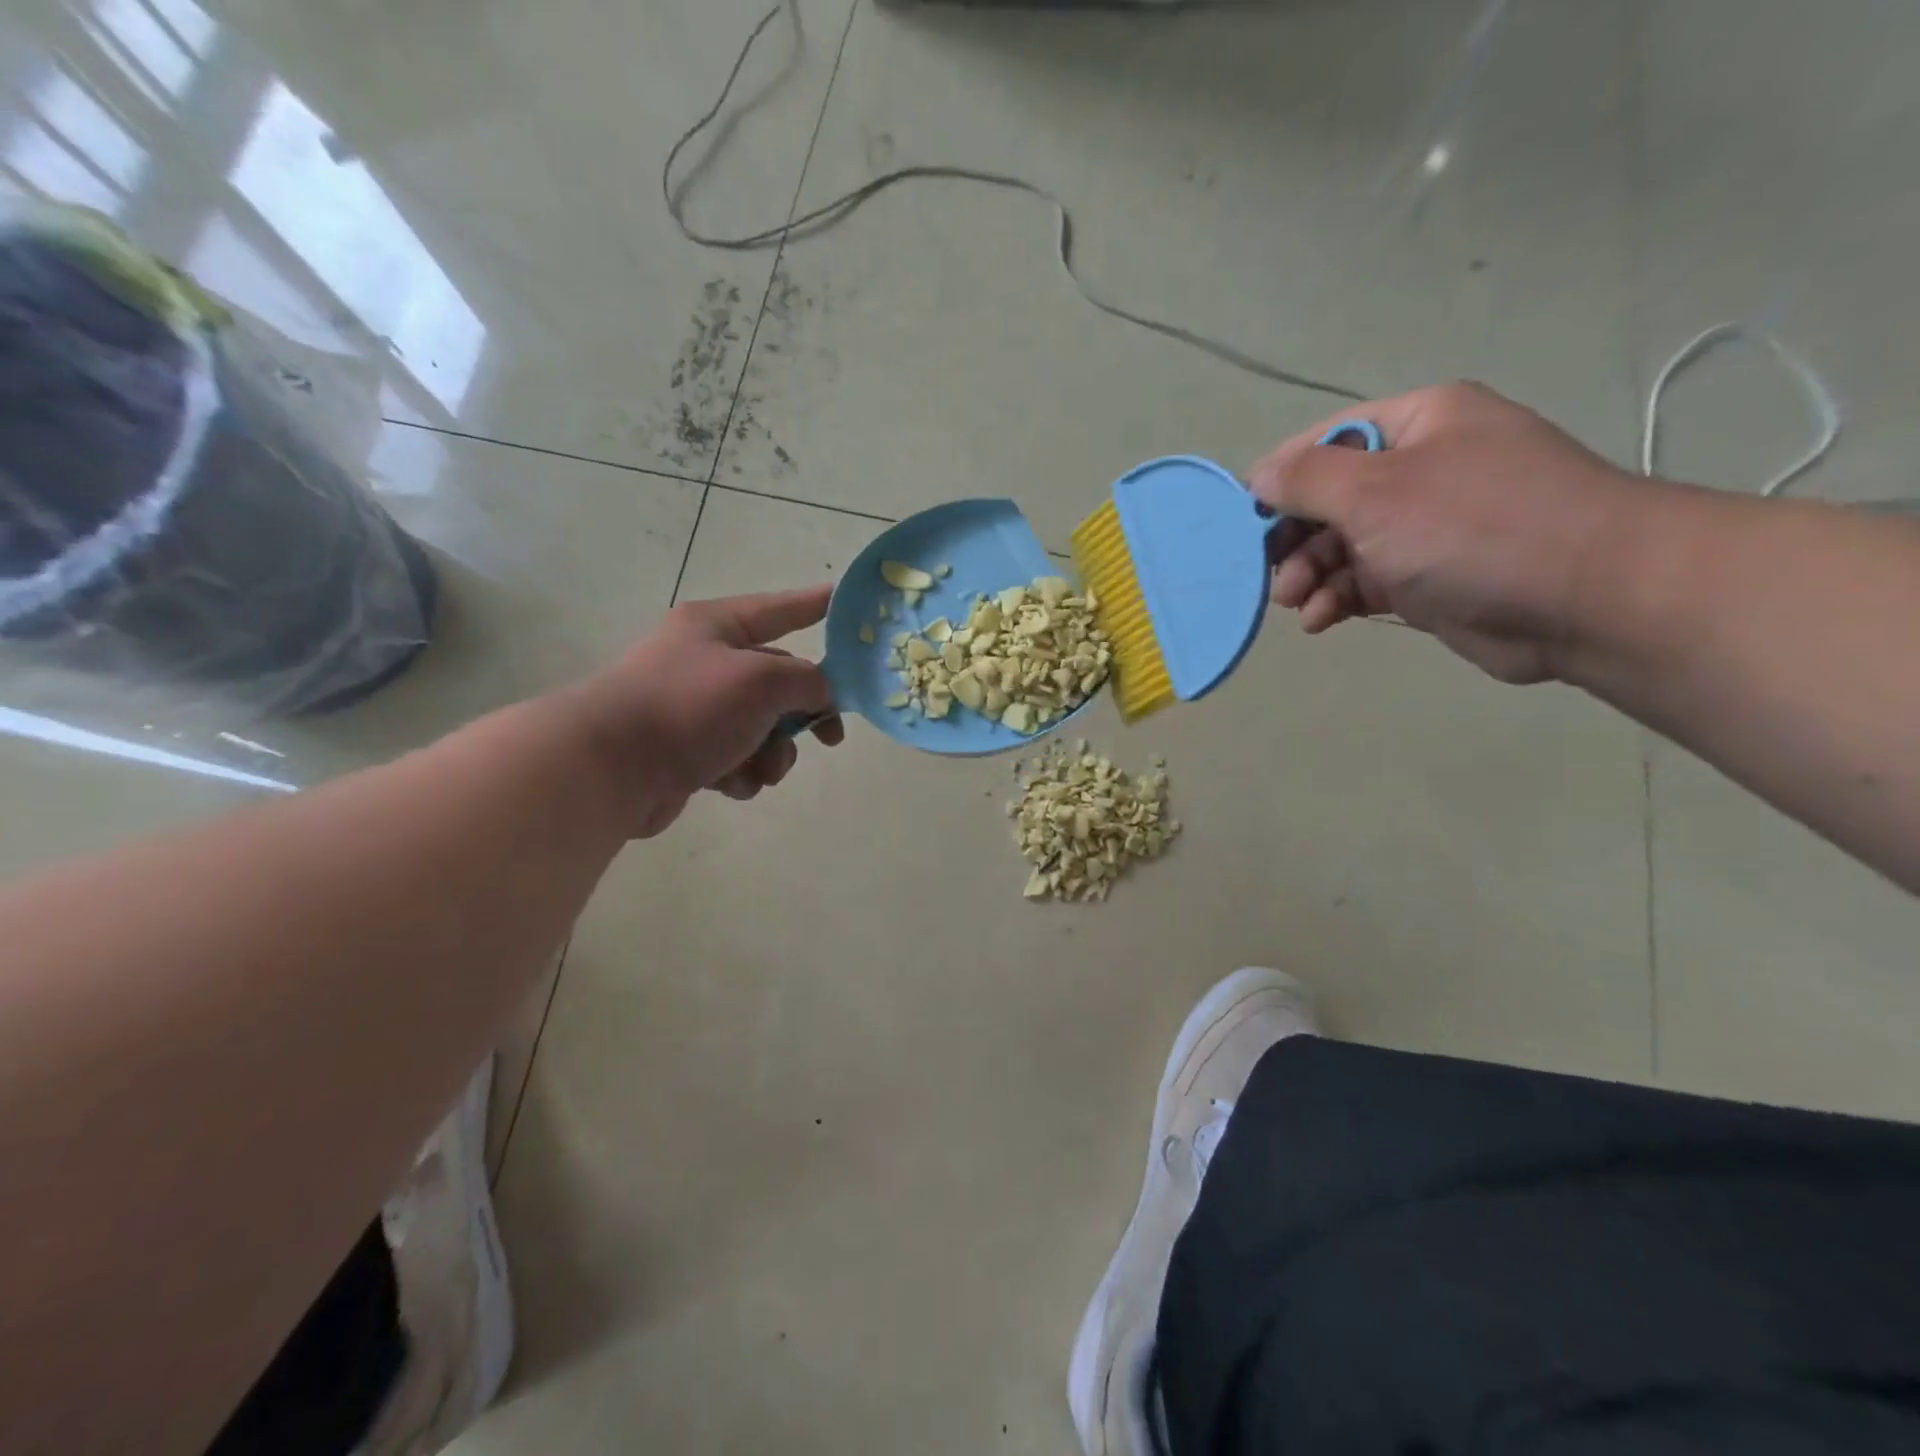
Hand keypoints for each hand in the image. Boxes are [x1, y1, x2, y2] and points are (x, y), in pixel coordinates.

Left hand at [570, 585, 844, 837]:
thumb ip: (808, 681)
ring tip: (760, 769)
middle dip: (802, 714)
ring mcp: (694, 708)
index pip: (780, 610)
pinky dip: (741, 773)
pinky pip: (736, 758)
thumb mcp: (762, 681)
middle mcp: (705, 661)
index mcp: (716, 627)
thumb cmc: (689, 707)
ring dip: (773, 753)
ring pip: (762, 728)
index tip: (847, 601)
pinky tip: (728, 782)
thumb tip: (822, 693)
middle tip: (830, 738)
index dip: (816, 605)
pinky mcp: (686, 752)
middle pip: (779, 680)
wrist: (610, 769)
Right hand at [1249, 382, 1643, 683]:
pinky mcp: (1430, 578)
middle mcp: (1422, 469)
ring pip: (1342, 546)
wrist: (1587, 598)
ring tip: (1297, 603)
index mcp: (1419, 425)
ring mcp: (1428, 527)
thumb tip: (1258, 477)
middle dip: (1294, 538)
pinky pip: (1364, 582)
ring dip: (1310, 574)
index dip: (1281, 479)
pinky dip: (1337, 599)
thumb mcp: (1377, 491)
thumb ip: (1307, 480)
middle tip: (1271, 573)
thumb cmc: (1475, 527)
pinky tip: (1322, 620)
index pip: (1326, 441)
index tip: (1244, 521)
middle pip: (1330, 499)